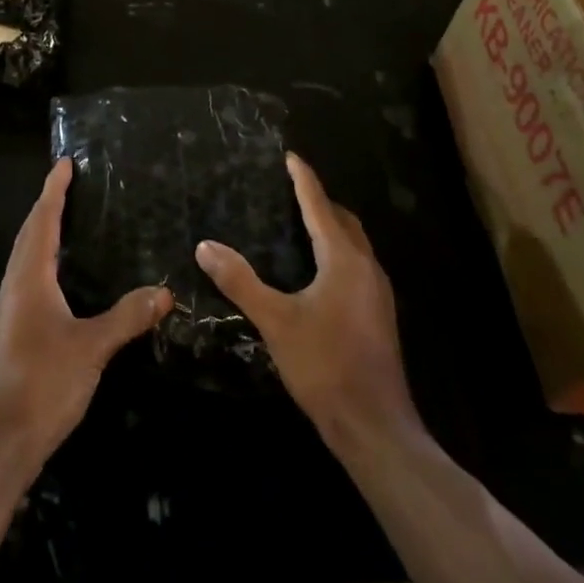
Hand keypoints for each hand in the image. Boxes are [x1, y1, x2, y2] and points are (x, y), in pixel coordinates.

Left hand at [0, 159, 170, 477]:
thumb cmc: (41, 383)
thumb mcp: (91, 348)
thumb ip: (126, 317)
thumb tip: (163, 291)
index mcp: (28, 278)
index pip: (42, 221)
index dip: (54, 190)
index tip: (64, 163)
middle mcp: (13, 287)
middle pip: (29, 235)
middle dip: (47, 207)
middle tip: (68, 185)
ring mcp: (8, 313)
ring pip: (25, 260)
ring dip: (42, 235)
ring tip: (66, 224)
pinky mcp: (10, 335)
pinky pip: (28, 282)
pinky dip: (43, 265)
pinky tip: (60, 283)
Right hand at [196, 154, 416, 451]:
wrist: (374, 426)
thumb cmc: (324, 365)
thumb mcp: (275, 321)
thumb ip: (240, 281)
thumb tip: (205, 245)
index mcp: (344, 260)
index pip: (320, 206)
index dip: (304, 180)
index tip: (290, 157)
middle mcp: (366, 268)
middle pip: (344, 221)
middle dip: (320, 201)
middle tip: (291, 190)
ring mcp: (377, 293)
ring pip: (354, 244)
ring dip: (331, 227)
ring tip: (301, 223)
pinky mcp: (378, 315)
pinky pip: (357, 265)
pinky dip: (337, 252)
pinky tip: (318, 271)